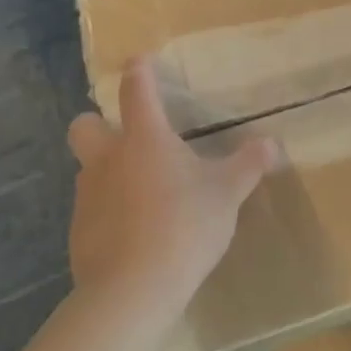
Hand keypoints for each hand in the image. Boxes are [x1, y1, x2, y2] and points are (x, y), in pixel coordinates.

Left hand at [66, 58, 280, 320]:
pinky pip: (92, 209)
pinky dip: (109, 212)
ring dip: (107, 171)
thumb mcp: (228, 193)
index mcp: (144, 138)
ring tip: (142, 193)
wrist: (133, 289)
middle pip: (84, 125)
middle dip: (98, 123)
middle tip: (126, 137)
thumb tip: (271, 143)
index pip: (135, 90)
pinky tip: (135, 233)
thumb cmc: (184, 225)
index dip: (138, 71)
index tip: (140, 61)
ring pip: (88, 169)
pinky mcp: (79, 232)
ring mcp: (88, 196)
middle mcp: (108, 159)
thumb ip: (248, 164)